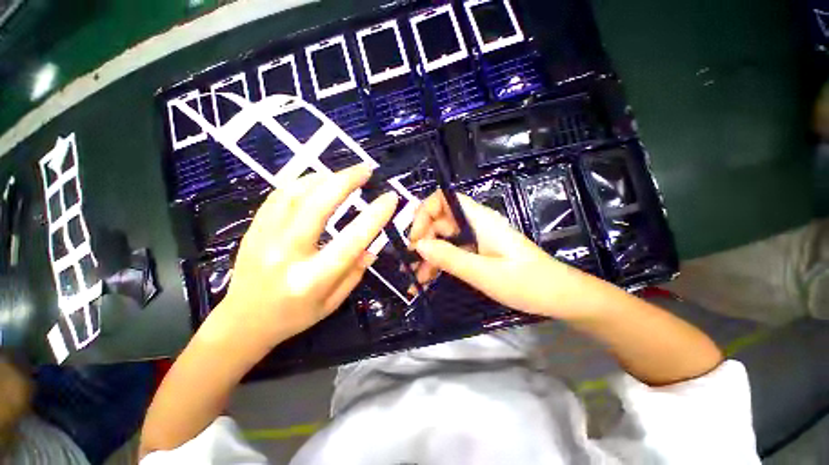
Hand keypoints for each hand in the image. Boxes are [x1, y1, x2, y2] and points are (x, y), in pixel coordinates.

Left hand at [207, 165, 398, 350]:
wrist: (242, 321)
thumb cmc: (293, 317)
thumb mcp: (332, 303)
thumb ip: (354, 273)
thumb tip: (372, 248)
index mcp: (312, 279)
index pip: (351, 240)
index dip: (374, 216)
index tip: (390, 198)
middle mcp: (287, 254)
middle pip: (318, 206)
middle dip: (345, 181)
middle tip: (366, 170)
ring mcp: (265, 238)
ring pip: (295, 194)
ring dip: (324, 177)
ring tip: (344, 174)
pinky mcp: (254, 229)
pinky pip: (279, 195)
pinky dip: (302, 182)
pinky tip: (317, 181)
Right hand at [409, 192, 585, 317]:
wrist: (560, 296)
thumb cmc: (527, 283)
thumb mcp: (484, 273)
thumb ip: (450, 258)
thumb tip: (419, 245)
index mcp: (479, 219)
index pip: (444, 199)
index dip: (425, 212)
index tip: (415, 238)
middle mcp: (475, 224)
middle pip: (440, 220)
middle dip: (422, 239)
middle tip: (410, 264)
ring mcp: (477, 238)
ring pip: (443, 238)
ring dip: (428, 255)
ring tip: (416, 279)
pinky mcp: (478, 251)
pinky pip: (452, 251)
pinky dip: (439, 263)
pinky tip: (428, 280)